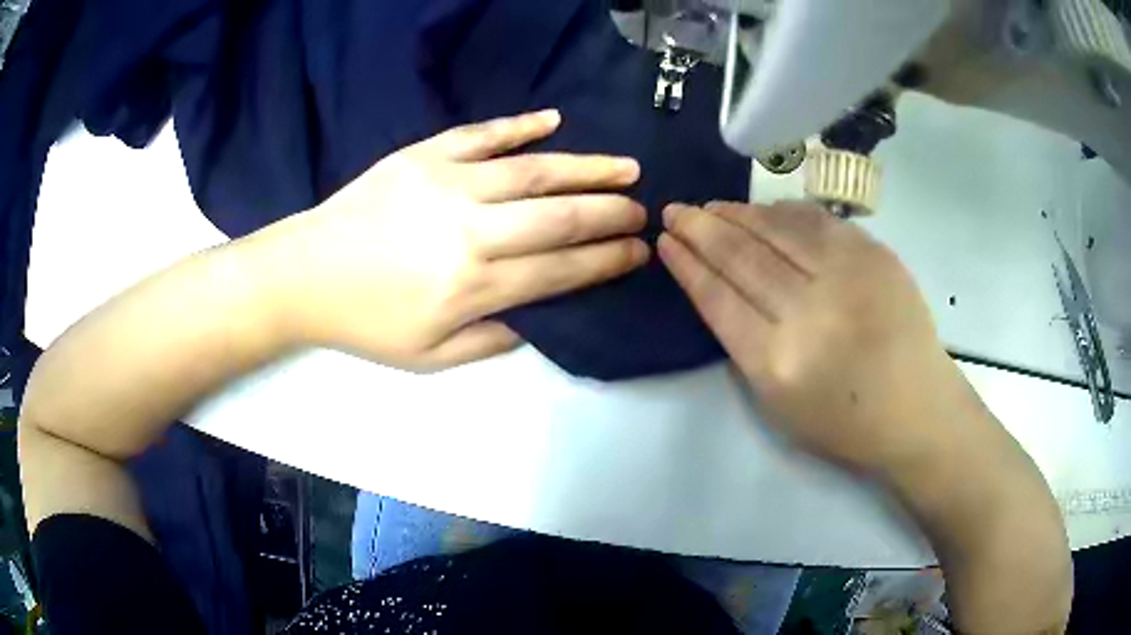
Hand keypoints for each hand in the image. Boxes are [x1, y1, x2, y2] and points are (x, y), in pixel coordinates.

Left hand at [246, 111, 648, 370]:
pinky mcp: (423, 155)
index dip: (605, 260)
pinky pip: (481, 133)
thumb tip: (538, 318)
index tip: (638, 251)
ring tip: (625, 166)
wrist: (305, 274)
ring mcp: (447, 183)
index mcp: (472, 286)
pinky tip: (553, 119)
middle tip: (643, 209)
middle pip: (558, 216)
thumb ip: (490, 341)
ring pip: (531, 170)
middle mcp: (470, 230)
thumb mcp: (427, 359)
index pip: (559, 270)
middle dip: (609, 213)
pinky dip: (519, 125)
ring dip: (585, 167)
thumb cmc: (365, 322)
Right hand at [658, 200, 982, 473]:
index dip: (688, 265)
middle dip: (700, 228)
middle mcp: (809, 312)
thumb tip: (721, 287)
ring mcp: (847, 275)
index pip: (718, 298)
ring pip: (777, 230)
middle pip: (741, 256)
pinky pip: (816, 221)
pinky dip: (782, 212)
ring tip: (711, 206)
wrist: (917, 409)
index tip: (667, 241)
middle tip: (675, 210)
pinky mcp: (874, 254)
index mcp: (778, 363)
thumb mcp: (778, 404)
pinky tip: (762, 210)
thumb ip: (745, 345)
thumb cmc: (845, 423)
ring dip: (736, 214)